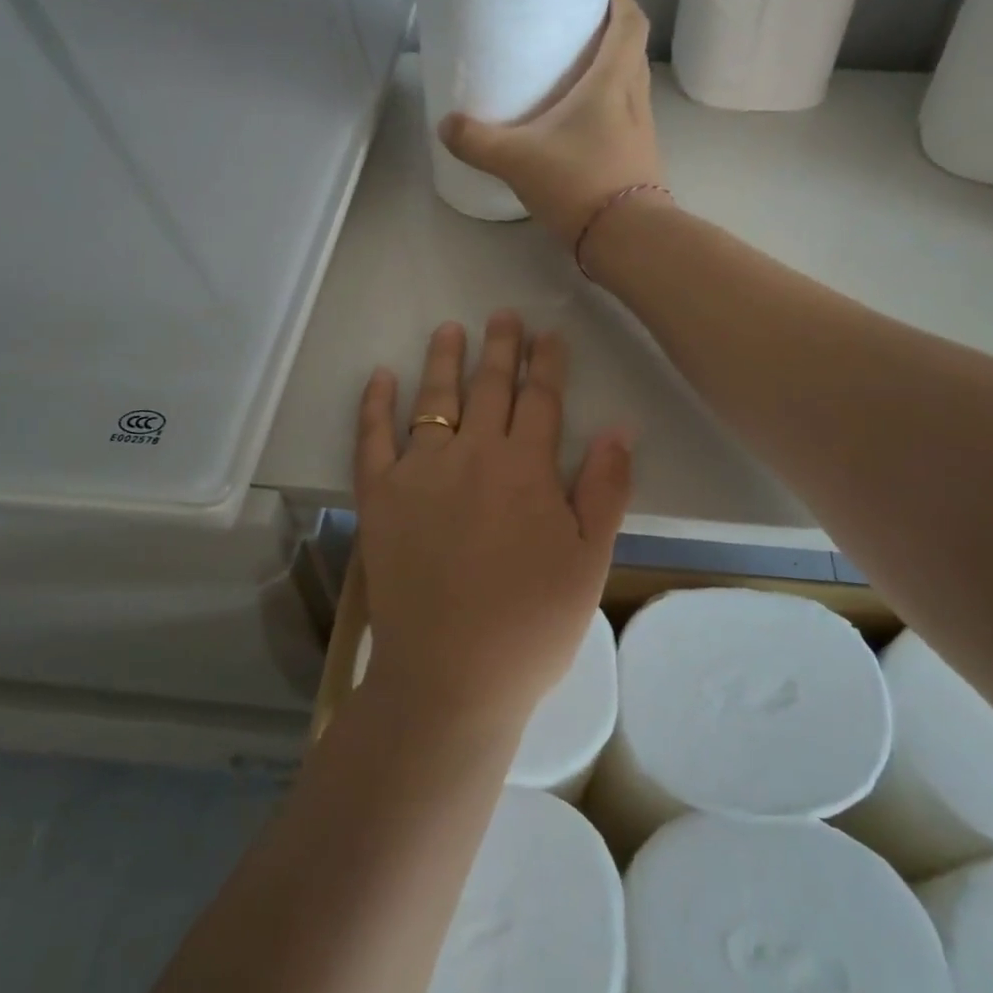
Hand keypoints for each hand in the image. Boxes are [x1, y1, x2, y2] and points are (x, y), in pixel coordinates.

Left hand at [353, 312, 632, 730]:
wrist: (450, 676)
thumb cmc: (531, 625)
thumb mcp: (589, 562)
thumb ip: (605, 491)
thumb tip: (620, 428)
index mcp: (527, 469)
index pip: (541, 400)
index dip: (547, 363)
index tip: (549, 334)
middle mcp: (472, 455)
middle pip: (489, 388)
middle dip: (500, 347)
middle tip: (503, 315)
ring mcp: (420, 472)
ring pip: (434, 399)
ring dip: (444, 359)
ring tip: (450, 329)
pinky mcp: (380, 497)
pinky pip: (372, 438)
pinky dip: (374, 404)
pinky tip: (379, 377)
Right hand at [441, 0, 663, 248]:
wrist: (627, 240)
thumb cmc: (579, 183)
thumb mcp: (518, 160)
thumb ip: (478, 141)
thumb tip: (446, 125)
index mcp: (613, 80)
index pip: (630, 21)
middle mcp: (635, 99)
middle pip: (630, 51)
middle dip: (606, 34)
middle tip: (571, 33)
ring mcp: (641, 132)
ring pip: (628, 88)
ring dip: (607, 75)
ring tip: (570, 78)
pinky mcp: (638, 161)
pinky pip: (623, 121)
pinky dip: (605, 113)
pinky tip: (577, 130)